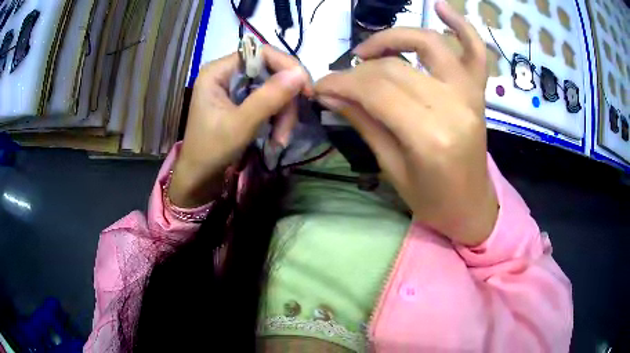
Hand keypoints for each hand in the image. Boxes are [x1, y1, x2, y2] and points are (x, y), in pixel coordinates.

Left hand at [169, 46, 311, 207]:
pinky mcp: (241, 100)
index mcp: (218, 71)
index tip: (306, 90)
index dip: (287, 66)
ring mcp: (235, 87)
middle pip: (270, 71)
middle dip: (285, 100)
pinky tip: (277, 137)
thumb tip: (300, 73)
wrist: (199, 177)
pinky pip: (268, 100)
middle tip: (289, 128)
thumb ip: (269, 98)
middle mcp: (227, 73)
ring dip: (283, 113)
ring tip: (280, 140)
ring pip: (273, 87)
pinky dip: (277, 117)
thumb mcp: (241, 125)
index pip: (261, 53)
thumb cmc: (211, 151)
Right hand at [315, 1, 497, 245]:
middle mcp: (453, 106)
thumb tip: (330, 94)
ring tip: (369, 50)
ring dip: (393, 38)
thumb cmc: (431, 200)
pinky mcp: (479, 91)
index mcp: (430, 137)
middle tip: (338, 80)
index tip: (320, 85)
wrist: (471, 207)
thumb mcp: (391, 168)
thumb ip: (364, 123)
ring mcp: (471, 94)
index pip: (376, 90)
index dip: (342, 82)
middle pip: (396, 68)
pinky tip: (441, 7)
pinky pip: (476, 50)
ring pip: (428, 44)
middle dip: (358, 69)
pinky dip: (462, 25)